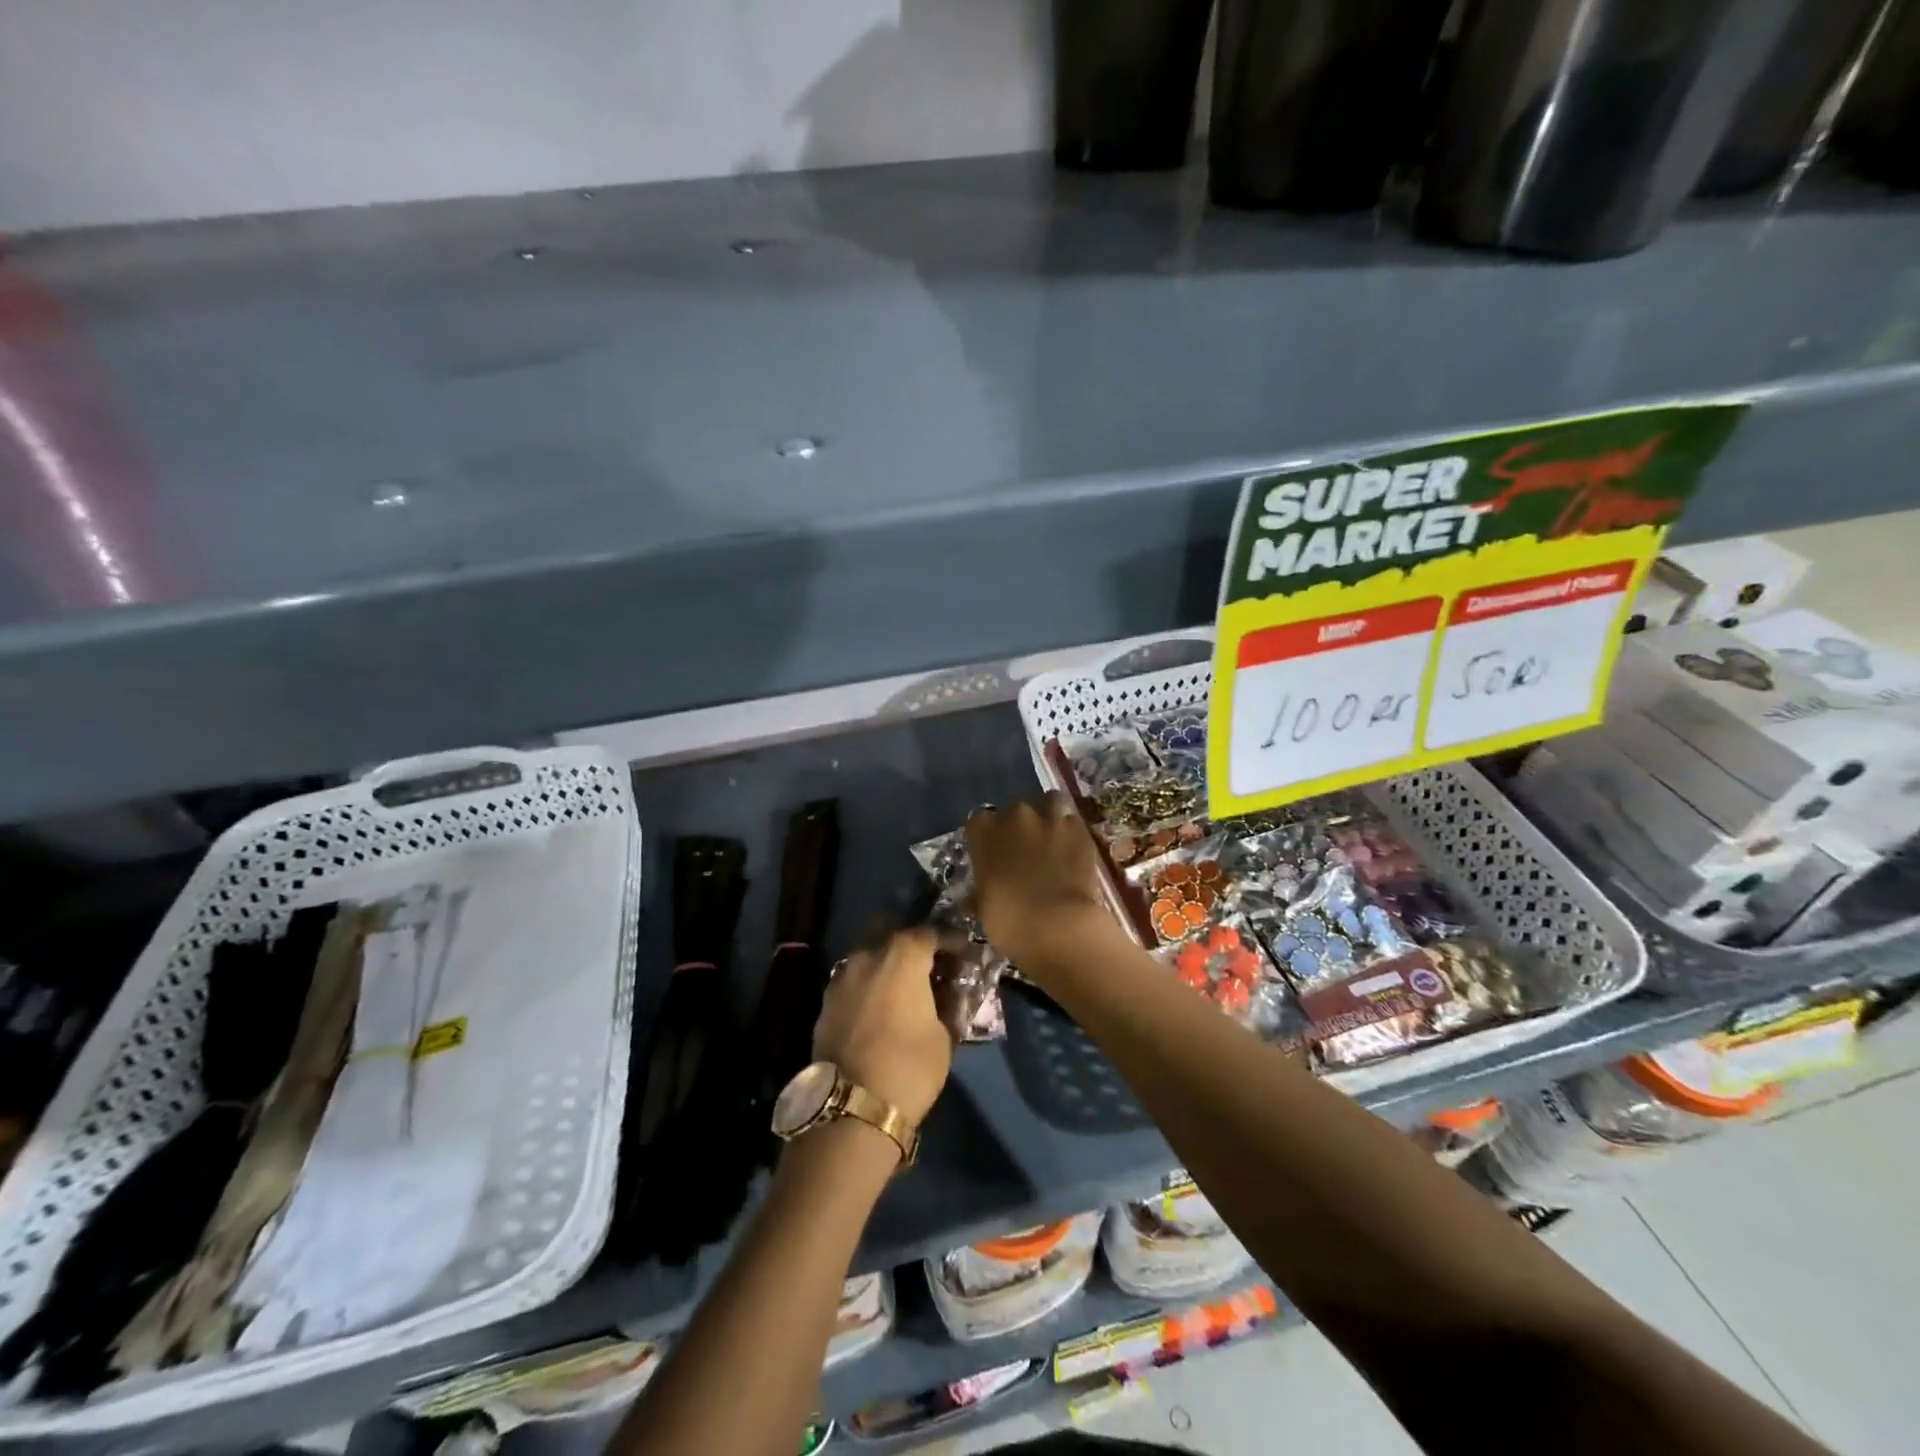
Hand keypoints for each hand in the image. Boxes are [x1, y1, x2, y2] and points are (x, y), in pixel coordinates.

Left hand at [812, 927, 952, 1125]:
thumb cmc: (909, 1066)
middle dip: (913, 945)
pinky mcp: (825, 1002)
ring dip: (887, 965)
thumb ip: (948, 1004)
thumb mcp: (944, 1035)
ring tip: (904, 988)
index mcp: (902, 955)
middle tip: (930, 965)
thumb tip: (950, 994)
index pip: (932, 933)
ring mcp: (841, 977)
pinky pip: (854, 981)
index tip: (963, 952)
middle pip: (894, 935)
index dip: (950, 941)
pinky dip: (869, 986)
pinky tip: (881, 1007)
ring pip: (869, 956)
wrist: (851, 1108)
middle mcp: (867, 955)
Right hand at [965, 794, 1111, 971]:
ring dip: (1049, 815)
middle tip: (1025, 849)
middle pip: (1015, 810)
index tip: (991, 850)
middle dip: (1019, 825)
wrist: (1058, 926)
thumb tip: (976, 895)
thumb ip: (981, 891)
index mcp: (985, 835)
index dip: (986, 834)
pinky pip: (1074, 822)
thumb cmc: (1010, 923)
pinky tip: (1074, 849)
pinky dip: (1072, 833)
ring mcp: (1051, 820)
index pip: (978, 820)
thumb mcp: (985, 909)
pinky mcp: (1080, 831)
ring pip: (1050, 802)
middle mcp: (1016, 818)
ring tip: (1052, 836)